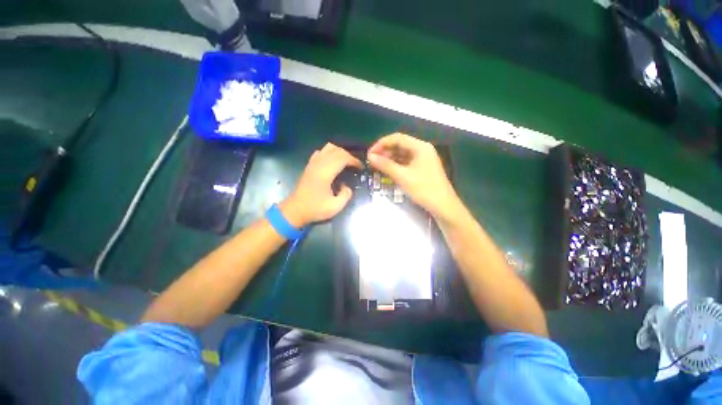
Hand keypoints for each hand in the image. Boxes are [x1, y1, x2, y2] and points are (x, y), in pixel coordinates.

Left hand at [281, 143, 362, 227]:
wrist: (295, 210)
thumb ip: (346, 195)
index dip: (354, 160)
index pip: (343, 158)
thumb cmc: (315, 209)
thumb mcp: (335, 207)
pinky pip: (321, 152)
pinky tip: (332, 161)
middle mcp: (319, 164)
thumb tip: (347, 186)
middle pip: (337, 150)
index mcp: (325, 173)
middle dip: (349, 156)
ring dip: (340, 152)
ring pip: (328, 148)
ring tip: (346, 162)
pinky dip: (330, 152)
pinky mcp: (309, 165)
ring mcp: (313, 163)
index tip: (361, 167)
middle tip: (356, 165)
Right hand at [367, 133, 460, 220]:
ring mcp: (423, 159)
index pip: (397, 138)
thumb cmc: (424, 189)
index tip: (369, 153)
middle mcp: (422, 149)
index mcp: (420, 147)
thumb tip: (370, 156)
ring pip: (402, 154)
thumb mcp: (402, 177)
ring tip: (377, 166)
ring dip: (389, 158)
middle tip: (372, 161)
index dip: (381, 144)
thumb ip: (385, 165)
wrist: (443, 206)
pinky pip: (406, 162)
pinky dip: (396, 165)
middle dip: (385, 151)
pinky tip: (388, 170)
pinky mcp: (422, 168)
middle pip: (400, 145)